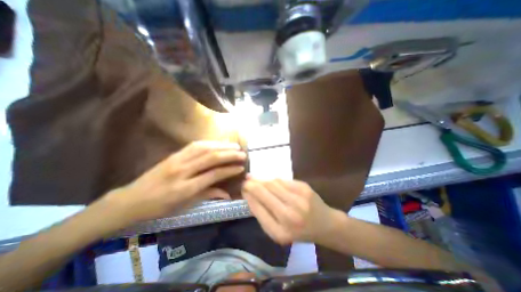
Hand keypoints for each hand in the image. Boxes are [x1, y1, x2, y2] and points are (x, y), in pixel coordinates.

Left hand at [104, 140, 246, 223]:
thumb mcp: (184, 206)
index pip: (213, 175)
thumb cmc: (159, 207)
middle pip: (210, 158)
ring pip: (204, 148)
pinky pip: (194, 145)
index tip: (241, 167)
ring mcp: (176, 160)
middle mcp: (182, 171)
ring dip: (221, 145)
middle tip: (242, 153)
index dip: (229, 170)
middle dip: (229, 154)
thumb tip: (227, 194)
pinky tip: (218, 143)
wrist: (130, 200)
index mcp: (184, 188)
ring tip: (234, 146)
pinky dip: (210, 143)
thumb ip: (208, 195)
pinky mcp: (174, 154)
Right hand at [241, 179, 337, 244]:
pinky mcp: (304, 188)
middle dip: (252, 184)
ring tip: (255, 178)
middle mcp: (289, 215)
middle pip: (264, 192)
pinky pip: (283, 180)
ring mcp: (298, 199)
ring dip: (262, 180)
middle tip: (246, 179)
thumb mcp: (278, 231)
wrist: (325, 224)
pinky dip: (274, 179)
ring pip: (272, 183)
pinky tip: (270, 181)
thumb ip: (263, 214)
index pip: (257, 208)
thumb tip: (249, 195)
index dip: (248, 195)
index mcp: (280, 232)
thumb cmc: (299, 231)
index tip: (243, 188)